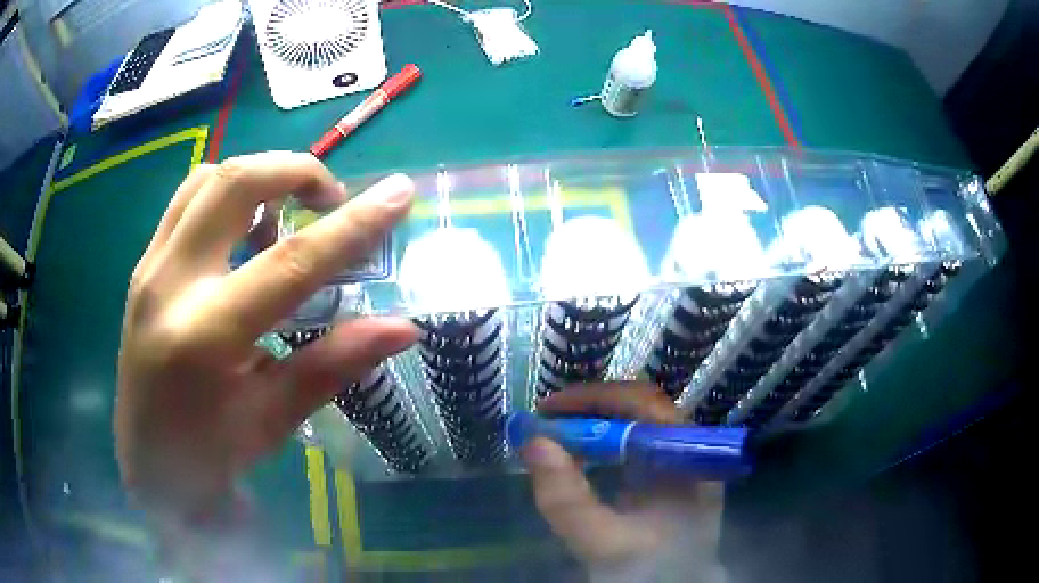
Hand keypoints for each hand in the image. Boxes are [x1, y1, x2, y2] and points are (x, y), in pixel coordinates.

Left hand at [115, 152, 417, 522]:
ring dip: (258, 177)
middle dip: (296, 171)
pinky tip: (244, 230)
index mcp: (207, 336)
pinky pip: (187, 200)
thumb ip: (333, 364)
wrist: (148, 465)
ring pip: (208, 178)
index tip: (400, 193)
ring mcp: (150, 267)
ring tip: (287, 211)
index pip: (291, 262)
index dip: (353, 225)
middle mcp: (171, 284)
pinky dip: (226, 194)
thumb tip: (402, 328)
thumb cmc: (210, 453)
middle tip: (331, 198)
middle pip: (237, 184)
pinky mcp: (144, 265)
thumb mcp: (273, 419)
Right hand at [522, 383, 726, 574]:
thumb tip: (533, 443)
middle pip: (640, 411)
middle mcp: (689, 452)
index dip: (595, 399)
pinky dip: (602, 448)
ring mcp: (680, 465)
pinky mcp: (668, 479)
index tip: (548, 408)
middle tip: (545, 421)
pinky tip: (579, 459)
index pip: (645, 405)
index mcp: (686, 459)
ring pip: (636, 427)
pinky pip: (635, 448)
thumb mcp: (602, 542)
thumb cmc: (648, 570)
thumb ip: (566, 500)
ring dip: (594, 427)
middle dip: (589, 411)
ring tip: (555, 436)